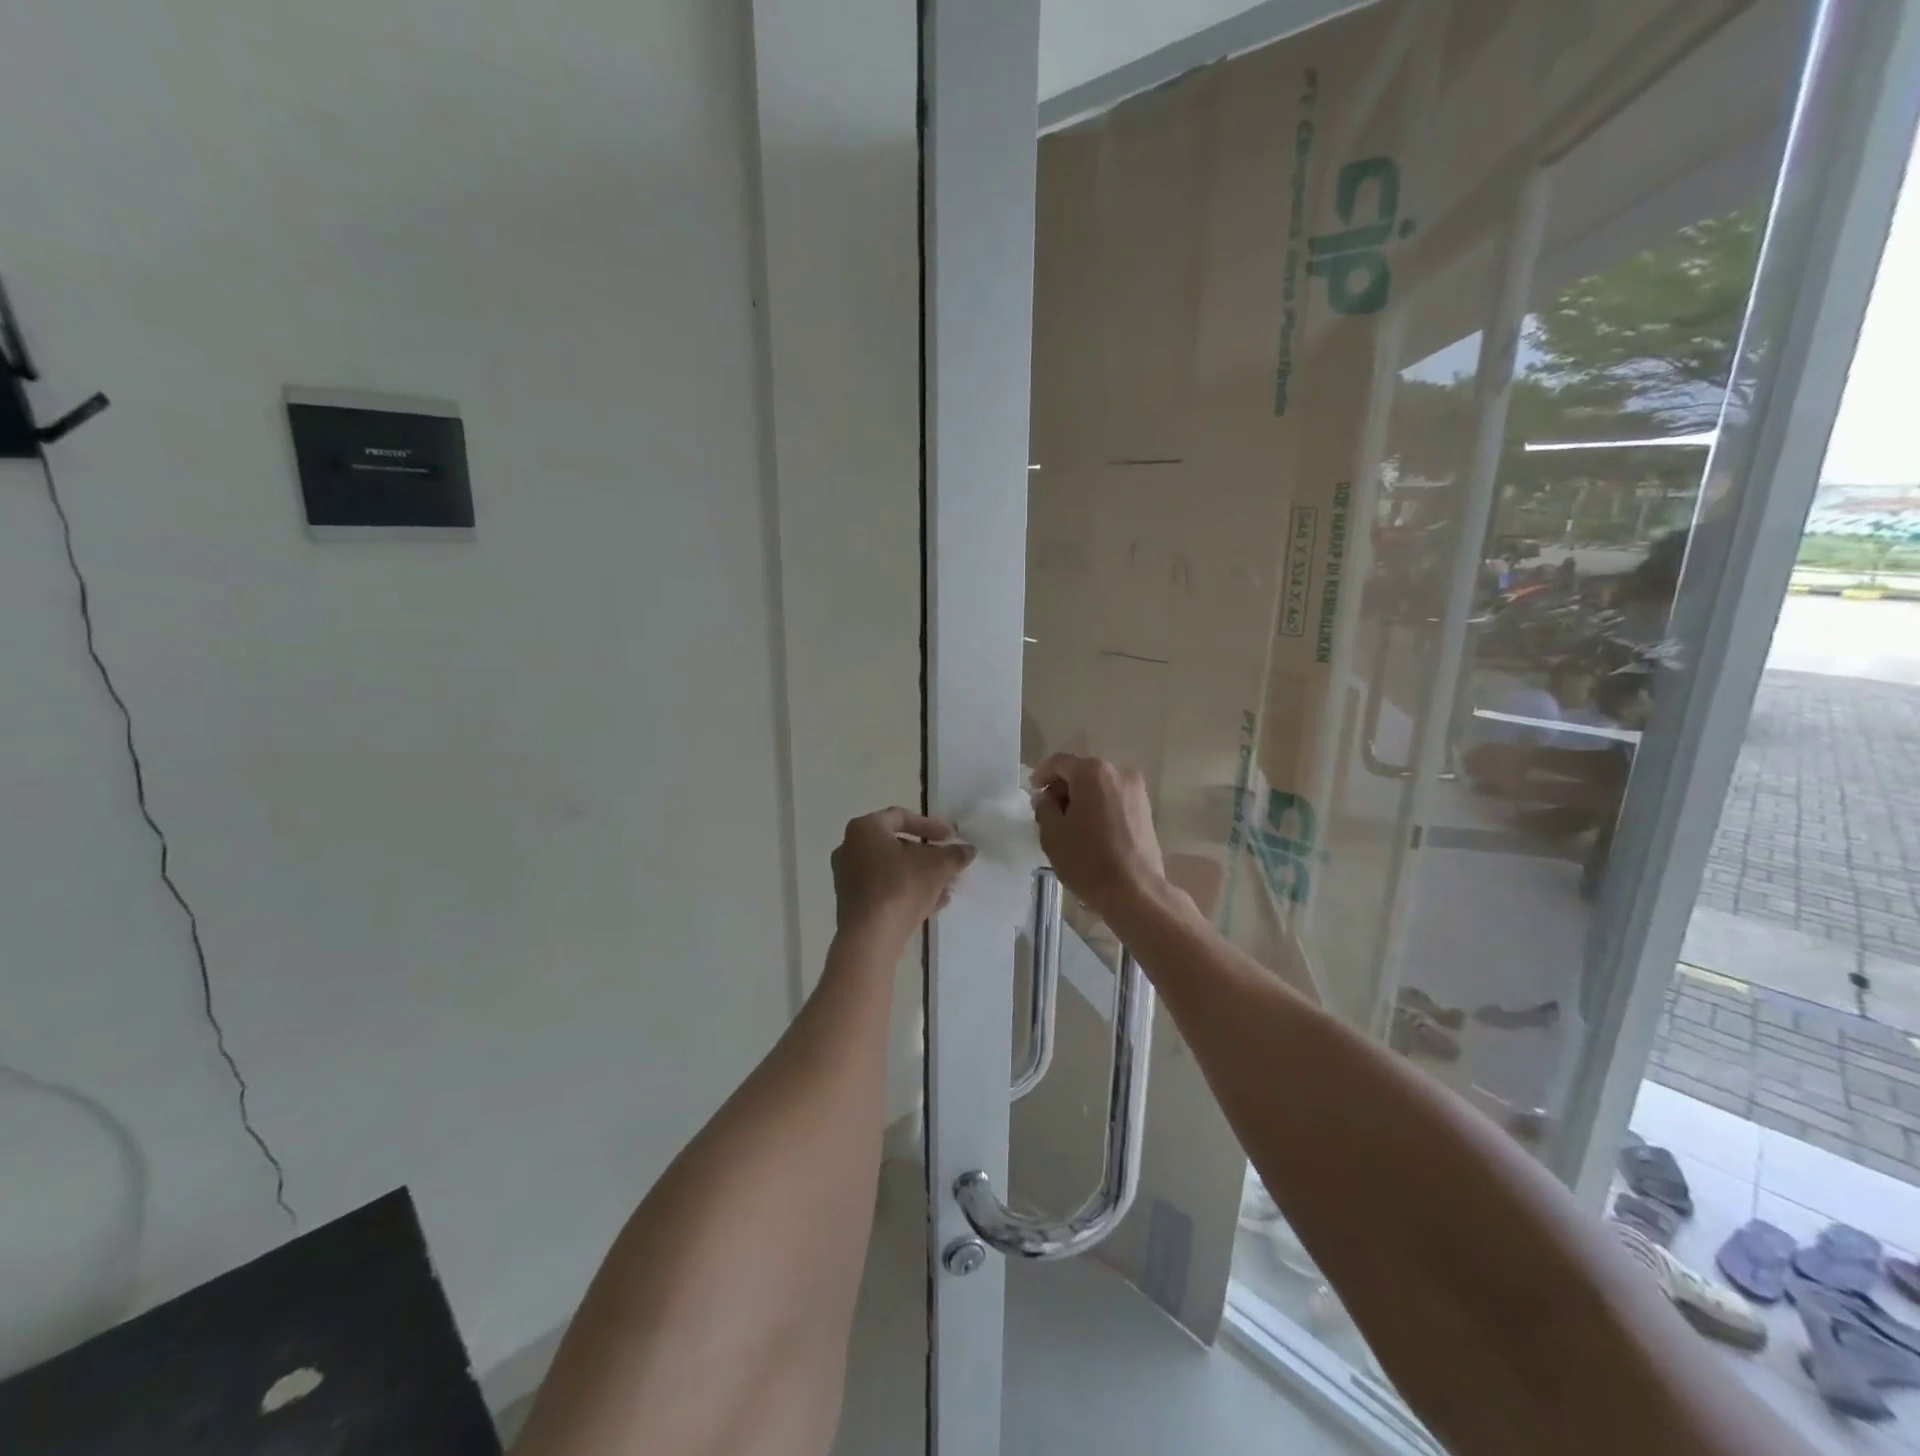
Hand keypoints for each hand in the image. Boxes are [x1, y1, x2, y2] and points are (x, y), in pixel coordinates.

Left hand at [831, 808, 973, 937]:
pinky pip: (883, 889)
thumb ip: (954, 854)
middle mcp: (849, 848)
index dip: (928, 825)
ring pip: (890, 869)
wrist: (870, 936)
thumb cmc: (901, 886)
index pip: (900, 816)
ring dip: (918, 875)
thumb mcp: (937, 866)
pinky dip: (905, 891)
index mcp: (864, 829)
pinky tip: (932, 904)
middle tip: (947, 863)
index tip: (949, 837)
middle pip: (894, 845)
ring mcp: (847, 877)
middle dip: (925, 855)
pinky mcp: (851, 903)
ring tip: (945, 886)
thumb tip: (968, 850)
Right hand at [1032, 754, 1166, 918]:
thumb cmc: (1088, 859)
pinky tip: (1091, 831)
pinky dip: (1100, 807)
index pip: (1059, 762)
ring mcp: (1136, 791)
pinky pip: (1115, 800)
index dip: (1042, 774)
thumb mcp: (1053, 834)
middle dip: (1063, 788)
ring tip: (1070, 825)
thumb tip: (1046, 798)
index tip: (1033, 791)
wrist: (1135, 890)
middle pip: (1082, 772)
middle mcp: (1118, 773)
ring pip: (1100, 786)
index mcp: (1092, 772)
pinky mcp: (1146, 810)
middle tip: (1049, 811)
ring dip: (1082, 798)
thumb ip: (1044, 808)